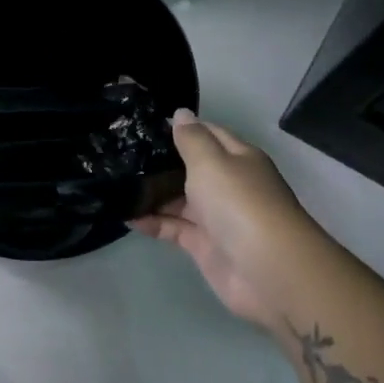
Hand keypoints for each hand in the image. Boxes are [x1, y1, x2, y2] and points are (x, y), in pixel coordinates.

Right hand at [131, 110, 332, 330]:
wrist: (268, 270)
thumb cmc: (239, 203)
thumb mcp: (212, 161)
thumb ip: (192, 138)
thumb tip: (181, 113)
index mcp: (237, 158)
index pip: (207, 134)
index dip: (180, 128)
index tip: (143, 124)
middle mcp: (227, 184)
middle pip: (189, 168)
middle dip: (159, 162)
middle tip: (119, 153)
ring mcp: (215, 216)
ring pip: (178, 199)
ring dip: (151, 193)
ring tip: (115, 182)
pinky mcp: (203, 245)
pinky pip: (172, 227)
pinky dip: (151, 222)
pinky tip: (125, 215)